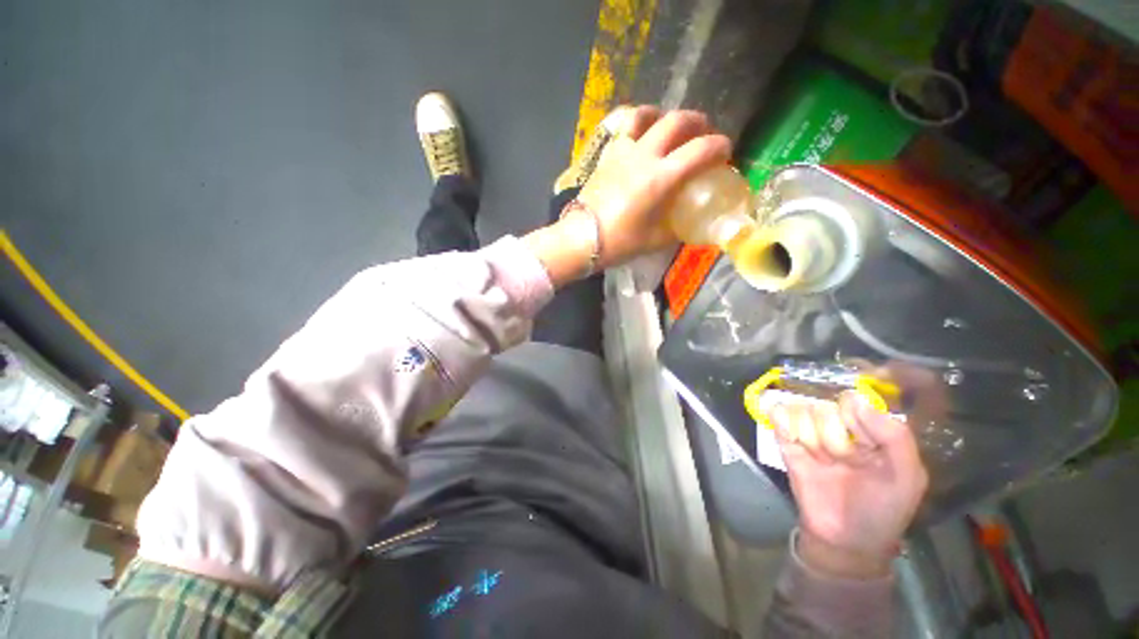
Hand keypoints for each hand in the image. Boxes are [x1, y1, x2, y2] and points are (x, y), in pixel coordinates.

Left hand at [525, 107, 731, 285]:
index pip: (699, 150)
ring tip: (670, 126)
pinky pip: (622, 127)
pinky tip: (640, 131)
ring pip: (646, 115)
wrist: (581, 239)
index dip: (719, 146)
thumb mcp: (655, 240)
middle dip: (697, 122)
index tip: (725, 151)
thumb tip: (691, 223)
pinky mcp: (606, 155)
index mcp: (661, 178)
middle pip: (676, 121)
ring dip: (664, 115)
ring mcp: (622, 151)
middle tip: (704, 133)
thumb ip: (677, 228)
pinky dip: (637, 121)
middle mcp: (644, 156)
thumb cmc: (619, 242)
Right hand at [768, 393, 928, 578]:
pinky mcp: (786, 443)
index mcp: (867, 429)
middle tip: (844, 462)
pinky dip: (782, 423)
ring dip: (810, 438)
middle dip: (833, 438)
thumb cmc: (883, 507)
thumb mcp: (907, 477)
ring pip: (799, 412)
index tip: (864, 445)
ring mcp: (810, 433)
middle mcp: (837, 426)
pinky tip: (794, 441)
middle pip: (823, 409)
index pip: (851, 401)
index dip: (854, 419)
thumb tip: (856, 399)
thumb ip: (895, 436)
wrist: (846, 539)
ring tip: (821, 460)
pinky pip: (778, 419)